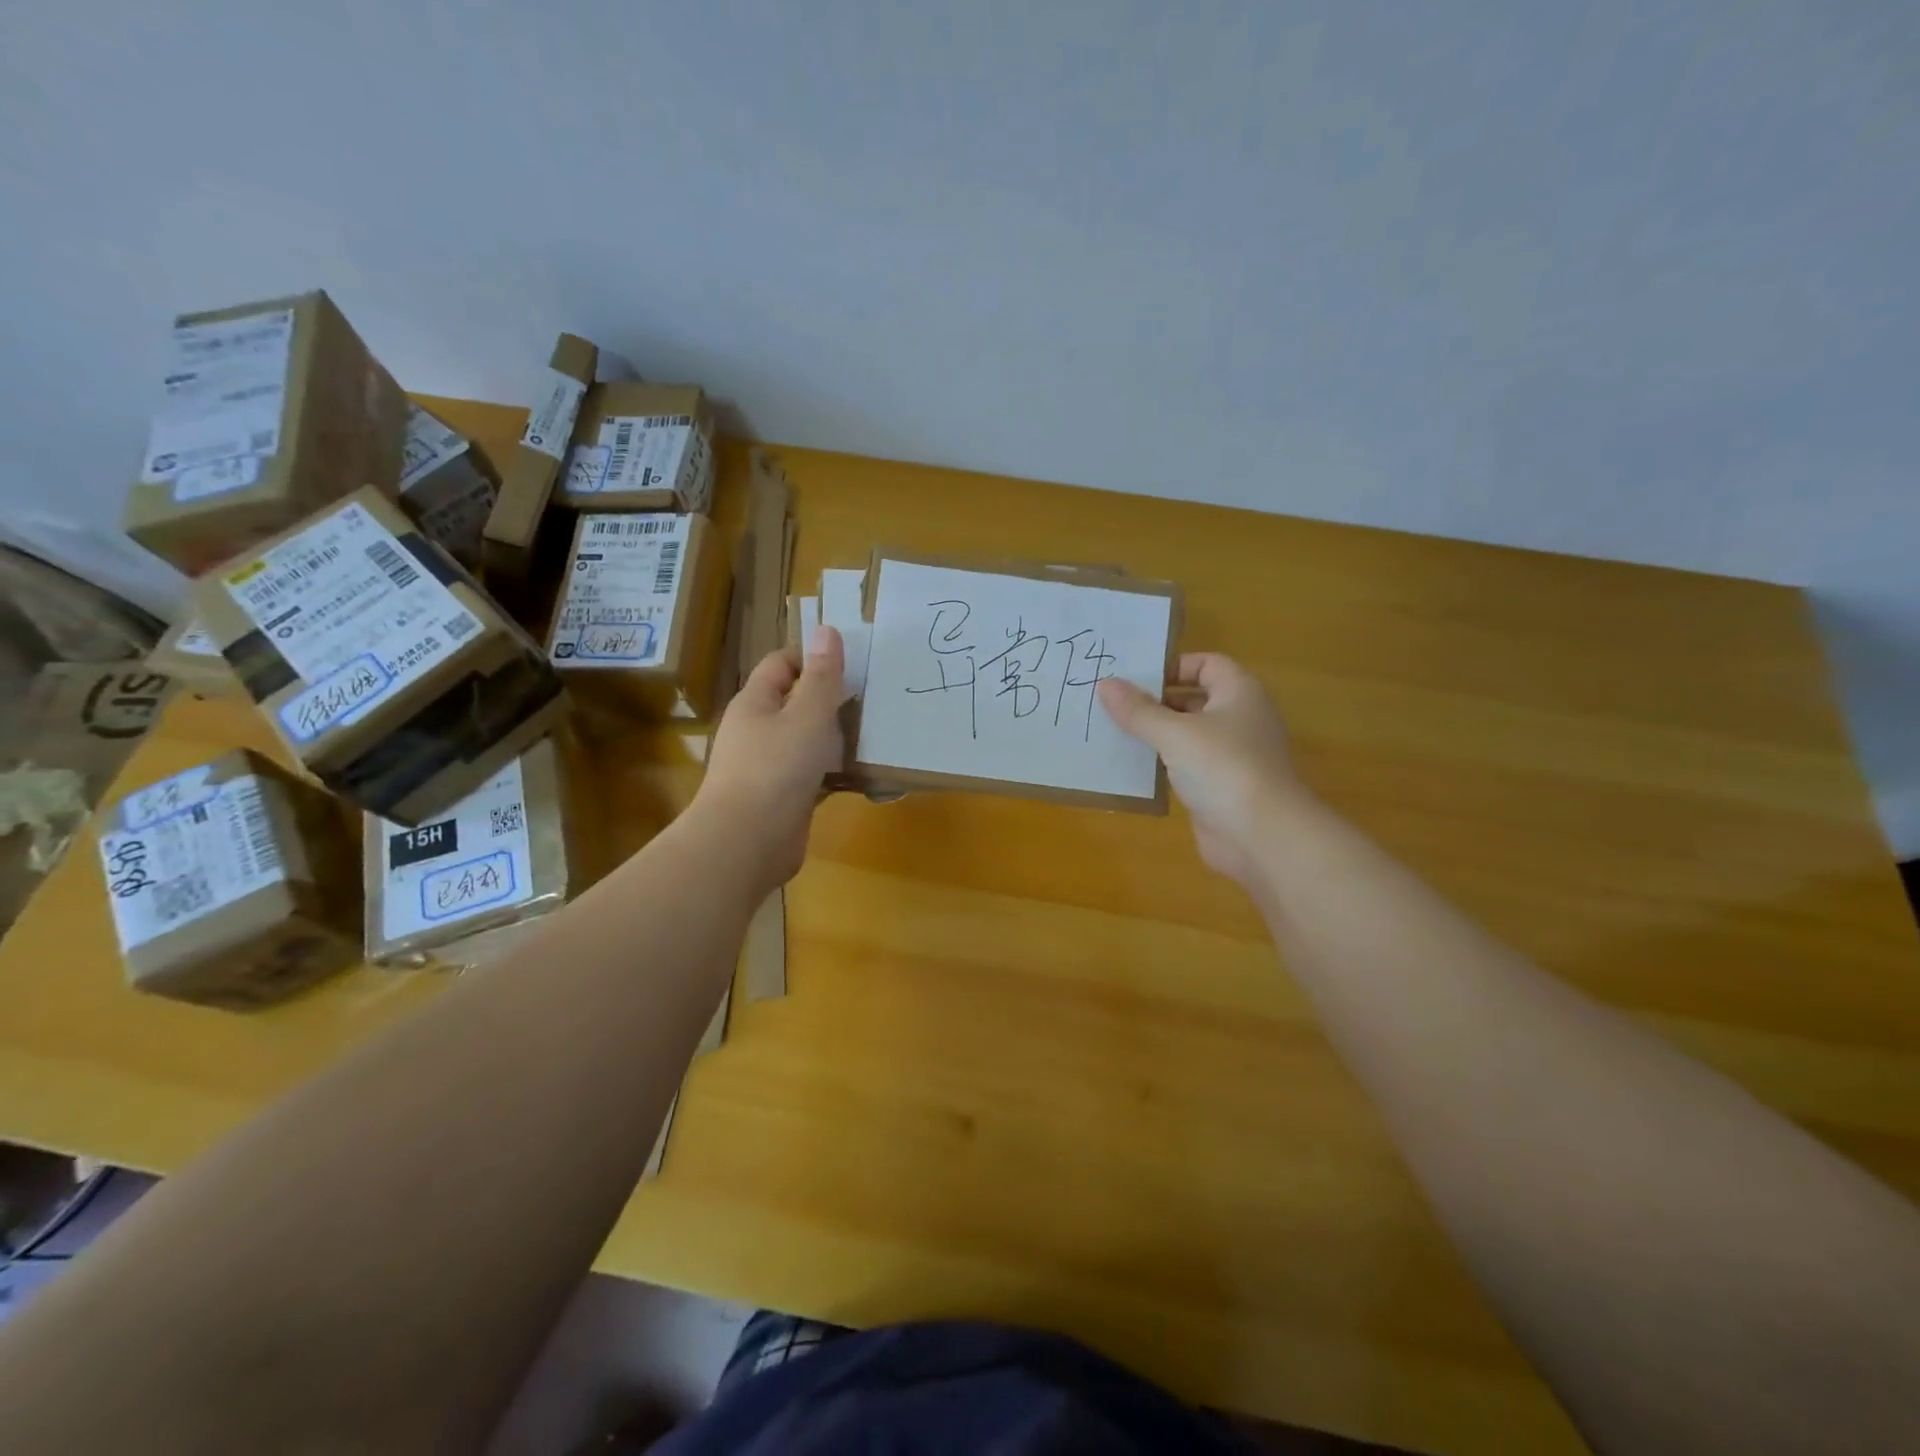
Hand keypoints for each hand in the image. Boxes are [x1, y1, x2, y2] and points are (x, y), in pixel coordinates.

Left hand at [697, 625, 848, 892]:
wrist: (746, 843)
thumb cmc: (776, 769)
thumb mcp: (807, 716)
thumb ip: (822, 677)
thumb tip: (827, 629)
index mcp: (755, 702)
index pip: (781, 663)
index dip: (813, 657)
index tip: (852, 665)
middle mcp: (757, 730)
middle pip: (794, 701)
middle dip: (830, 698)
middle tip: (872, 697)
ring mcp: (767, 766)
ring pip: (805, 740)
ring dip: (834, 736)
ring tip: (874, 731)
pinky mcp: (781, 797)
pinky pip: (811, 773)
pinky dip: (833, 770)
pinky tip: (861, 772)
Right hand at [1098, 654, 1303, 886]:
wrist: (1262, 836)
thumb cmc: (1222, 768)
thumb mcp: (1174, 733)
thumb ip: (1138, 710)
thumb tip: (1105, 683)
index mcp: (1239, 693)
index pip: (1207, 664)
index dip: (1173, 666)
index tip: (1135, 678)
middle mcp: (1240, 718)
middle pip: (1195, 698)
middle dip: (1156, 701)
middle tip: (1113, 704)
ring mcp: (1232, 755)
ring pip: (1188, 734)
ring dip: (1156, 734)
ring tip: (1114, 732)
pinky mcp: (1221, 787)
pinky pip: (1187, 765)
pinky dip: (1163, 763)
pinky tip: (1132, 767)